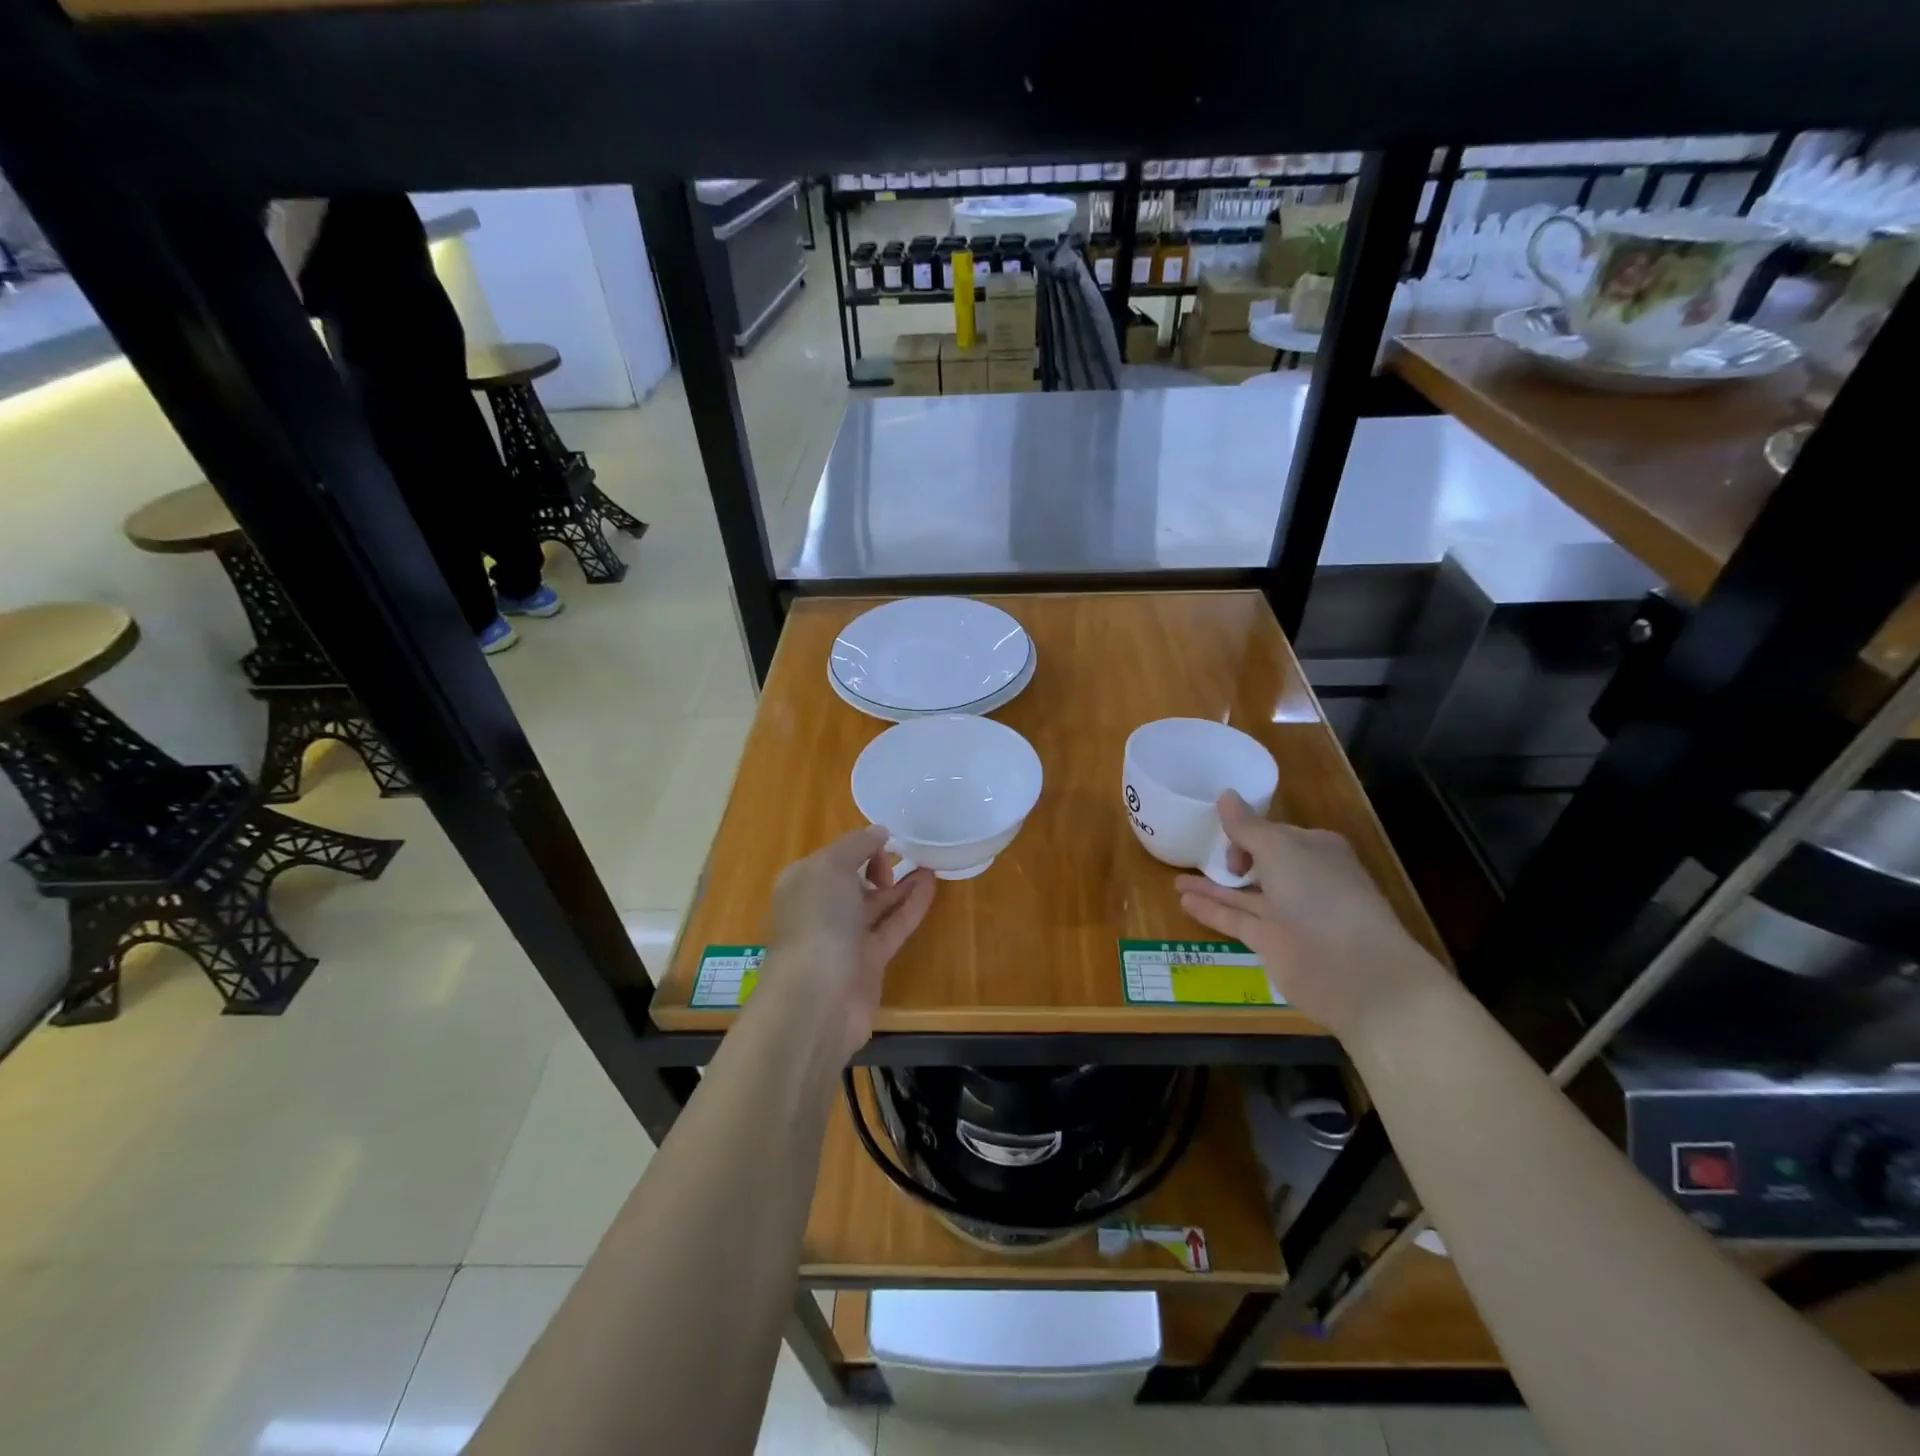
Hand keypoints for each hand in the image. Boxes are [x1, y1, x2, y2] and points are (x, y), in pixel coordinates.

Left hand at [762, 825, 935, 1063]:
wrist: (818, 998)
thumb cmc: (818, 921)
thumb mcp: (831, 867)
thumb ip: (856, 845)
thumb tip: (879, 832)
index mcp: (803, 883)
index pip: (834, 857)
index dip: (860, 846)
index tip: (888, 840)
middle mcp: (821, 909)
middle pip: (854, 880)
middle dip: (879, 865)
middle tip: (907, 854)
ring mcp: (845, 937)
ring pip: (877, 904)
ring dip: (901, 884)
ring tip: (930, 863)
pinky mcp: (869, 961)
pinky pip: (893, 926)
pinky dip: (911, 906)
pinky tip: (931, 884)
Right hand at [1176, 792, 1444, 1039]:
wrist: (1354, 971)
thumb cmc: (1320, 895)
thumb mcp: (1279, 849)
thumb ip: (1247, 827)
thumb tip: (1225, 795)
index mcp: (1315, 850)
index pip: (1275, 833)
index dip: (1248, 830)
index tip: (1220, 832)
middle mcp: (1304, 880)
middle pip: (1261, 864)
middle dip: (1231, 858)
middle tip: (1197, 854)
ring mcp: (1289, 914)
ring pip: (1244, 894)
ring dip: (1212, 886)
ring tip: (1176, 879)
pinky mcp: (1273, 944)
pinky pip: (1237, 920)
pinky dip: (1212, 910)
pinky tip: (1183, 901)